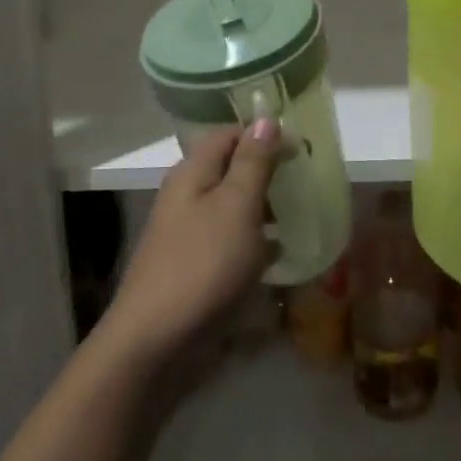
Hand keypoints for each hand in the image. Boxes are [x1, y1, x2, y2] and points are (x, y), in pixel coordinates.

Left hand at [99, 120, 280, 365]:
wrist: (155, 342)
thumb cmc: (203, 264)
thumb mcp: (236, 206)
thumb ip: (253, 162)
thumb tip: (265, 118)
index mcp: (192, 173)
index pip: (228, 135)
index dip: (263, 135)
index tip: (301, 147)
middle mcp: (186, 196)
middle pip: (229, 169)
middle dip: (266, 171)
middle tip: (305, 180)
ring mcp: (187, 234)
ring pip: (231, 206)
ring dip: (262, 207)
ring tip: (298, 214)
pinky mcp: (193, 267)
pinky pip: (228, 241)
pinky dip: (253, 241)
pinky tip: (277, 255)